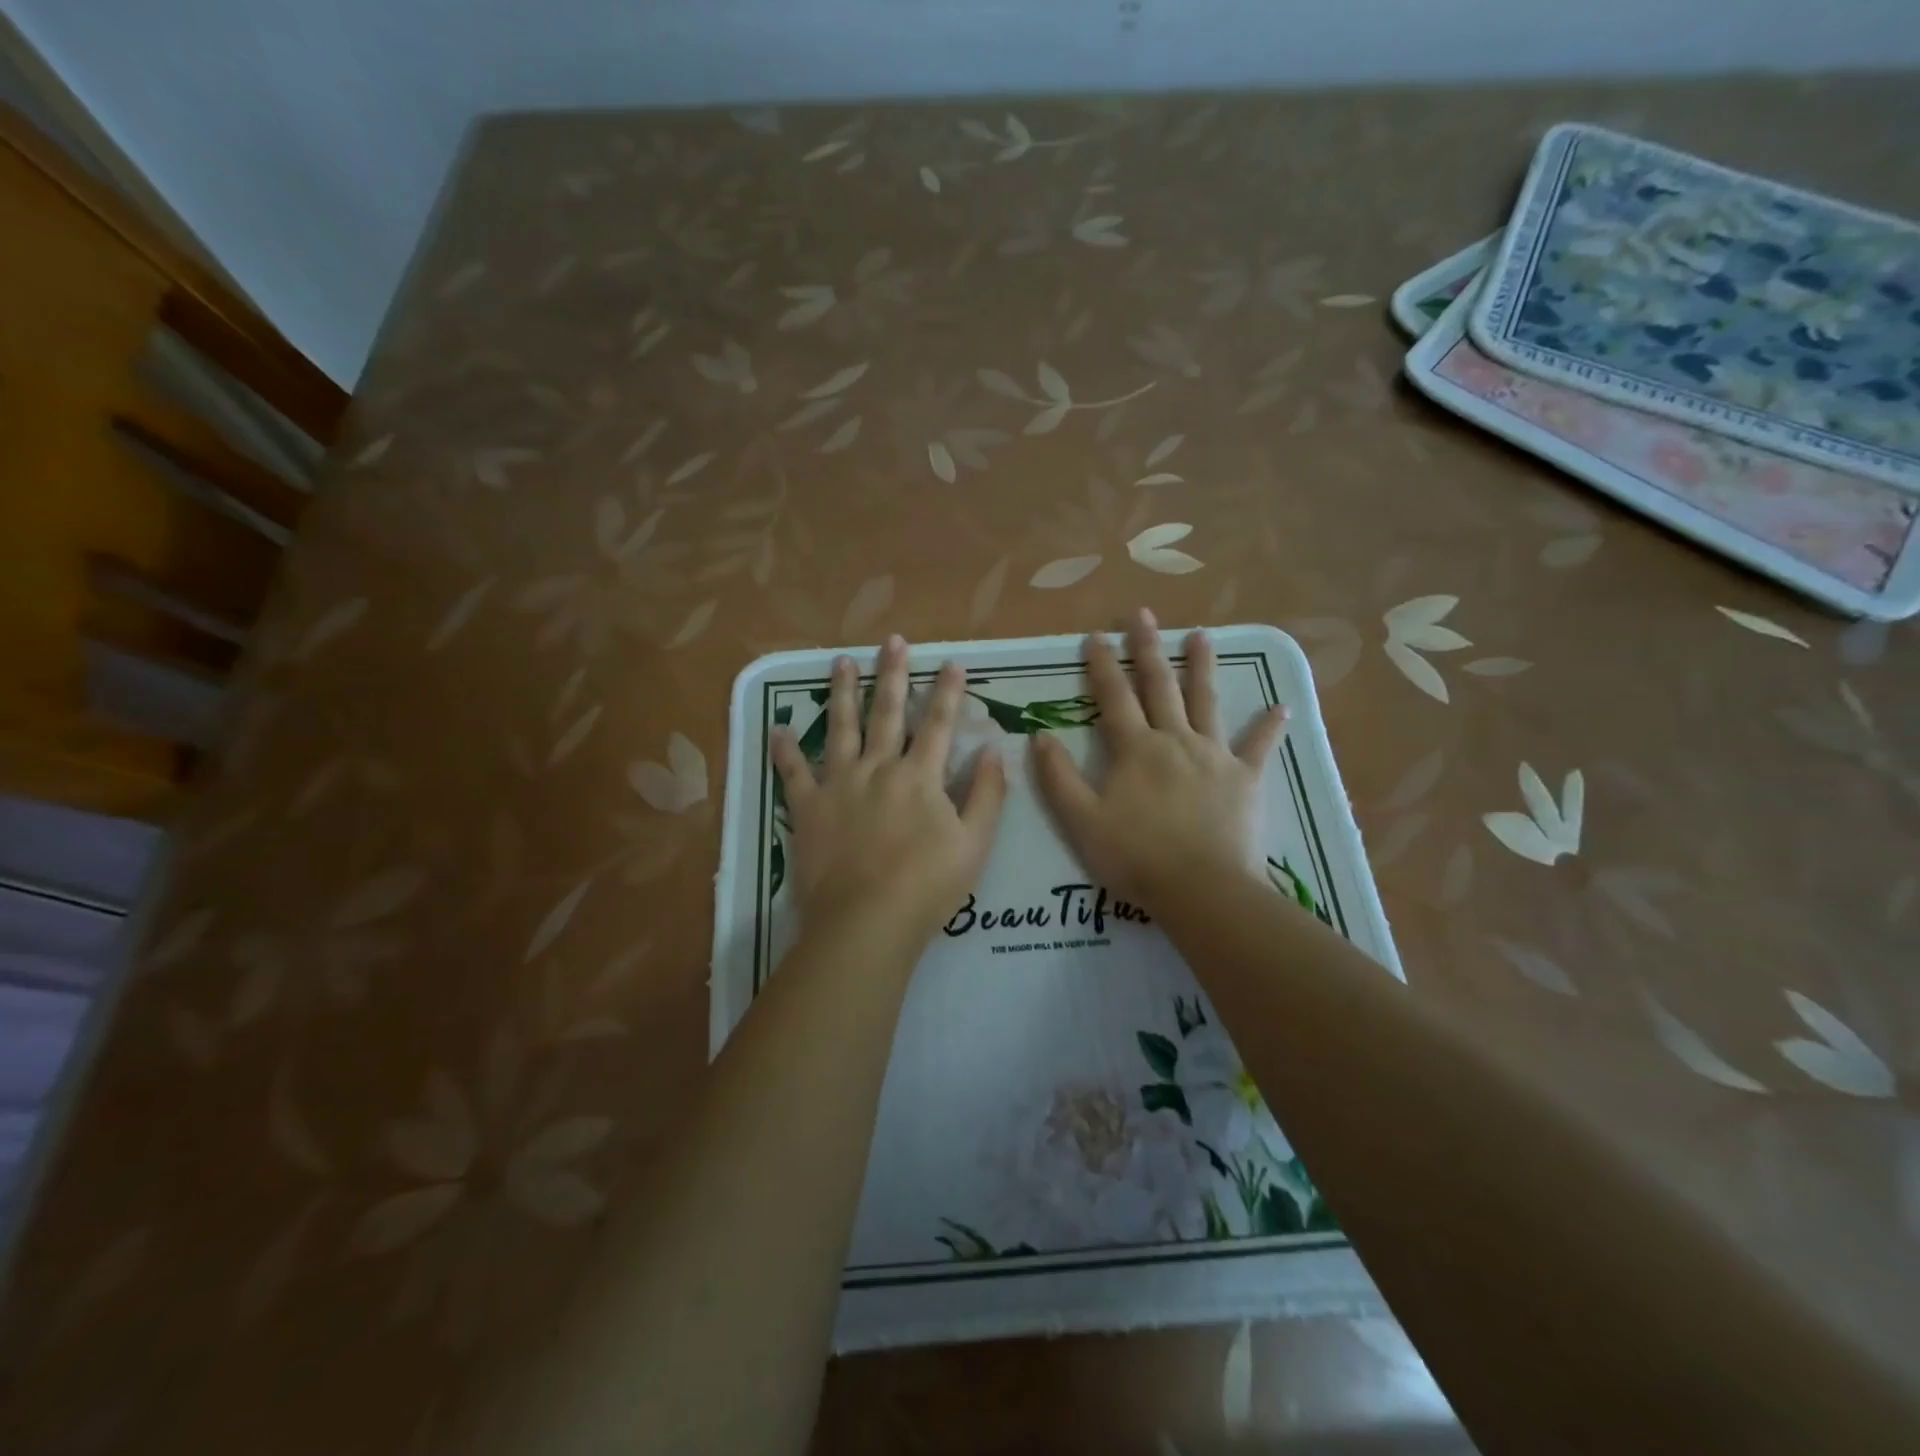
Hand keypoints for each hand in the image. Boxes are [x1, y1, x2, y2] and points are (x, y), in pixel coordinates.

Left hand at [771, 635, 1006, 939]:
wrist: (866, 921)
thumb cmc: (927, 886)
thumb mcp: (975, 844)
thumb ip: (986, 795)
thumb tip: (991, 751)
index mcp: (919, 776)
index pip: (938, 724)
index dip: (947, 691)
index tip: (951, 661)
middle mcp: (878, 768)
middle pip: (887, 713)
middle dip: (892, 674)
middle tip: (892, 640)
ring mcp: (839, 785)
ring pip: (840, 728)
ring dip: (842, 693)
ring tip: (840, 661)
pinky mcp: (808, 807)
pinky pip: (793, 772)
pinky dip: (785, 750)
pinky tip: (777, 728)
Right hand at [1031, 609, 1287, 907]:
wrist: (1202, 889)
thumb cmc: (1136, 857)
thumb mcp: (1082, 821)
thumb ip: (1059, 778)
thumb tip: (1040, 736)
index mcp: (1135, 749)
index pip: (1113, 697)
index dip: (1101, 665)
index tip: (1095, 635)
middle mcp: (1174, 740)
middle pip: (1160, 686)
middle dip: (1148, 648)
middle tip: (1143, 614)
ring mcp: (1214, 756)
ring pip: (1206, 702)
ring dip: (1202, 667)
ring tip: (1203, 635)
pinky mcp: (1245, 778)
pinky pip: (1259, 746)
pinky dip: (1269, 726)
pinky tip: (1282, 706)